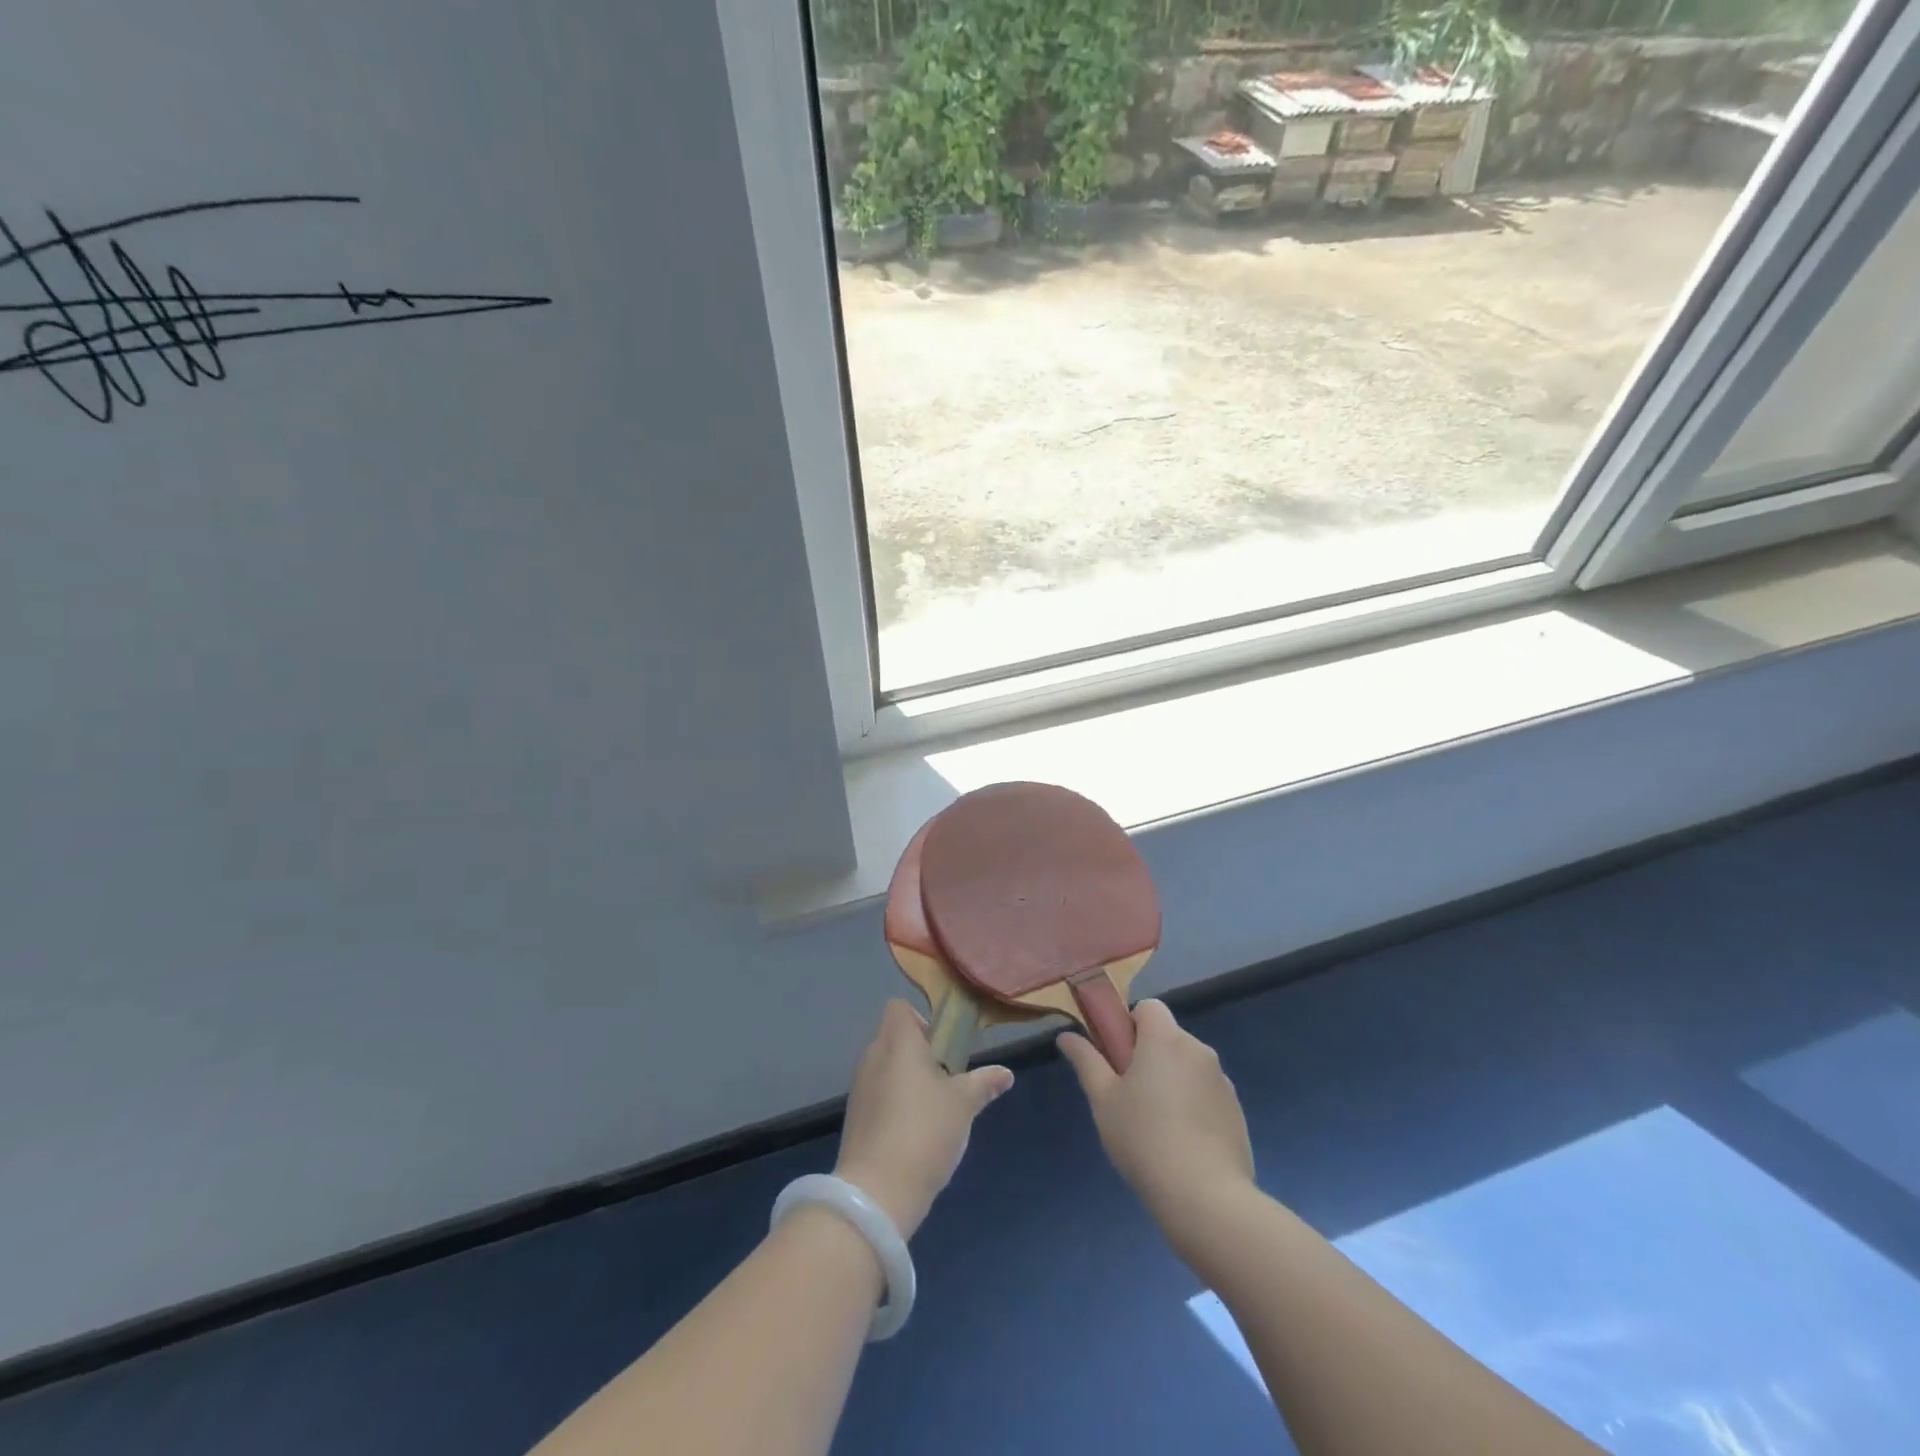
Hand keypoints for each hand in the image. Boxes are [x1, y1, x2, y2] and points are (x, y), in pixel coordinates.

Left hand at [835, 1000, 1013, 1238]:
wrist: (877, 1192)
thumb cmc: (925, 1131)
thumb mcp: (963, 1104)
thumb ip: (983, 1083)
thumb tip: (1006, 1074)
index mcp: (898, 1042)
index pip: (899, 1008)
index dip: (920, 1019)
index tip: (942, 1045)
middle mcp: (873, 1056)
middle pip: (894, 1038)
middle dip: (919, 1052)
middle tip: (946, 1078)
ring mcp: (860, 1088)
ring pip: (885, 1068)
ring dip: (907, 1080)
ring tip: (934, 1109)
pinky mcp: (855, 1117)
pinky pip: (877, 1096)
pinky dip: (894, 1104)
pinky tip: (915, 1133)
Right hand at [1058, 999, 1253, 1236]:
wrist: (1205, 1197)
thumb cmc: (1143, 1138)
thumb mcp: (1103, 1100)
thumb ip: (1086, 1061)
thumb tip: (1066, 1035)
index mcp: (1165, 1039)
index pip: (1149, 1008)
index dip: (1130, 1026)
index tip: (1119, 1059)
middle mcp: (1198, 1049)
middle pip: (1168, 1037)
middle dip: (1150, 1056)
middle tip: (1130, 1097)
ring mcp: (1222, 1081)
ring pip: (1188, 1067)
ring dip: (1172, 1081)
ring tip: (1156, 1127)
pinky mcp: (1237, 1112)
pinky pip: (1207, 1094)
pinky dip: (1194, 1106)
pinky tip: (1183, 1144)